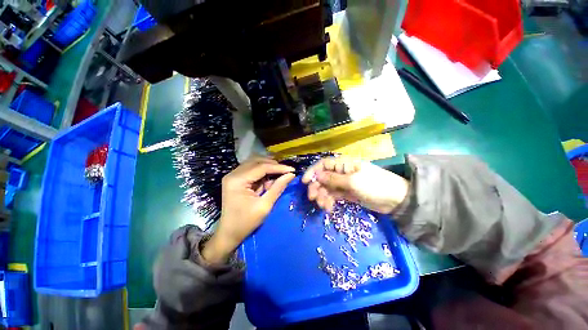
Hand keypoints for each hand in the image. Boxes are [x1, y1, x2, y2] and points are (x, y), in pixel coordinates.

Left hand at [202, 156, 295, 262]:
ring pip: (254, 163)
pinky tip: (269, 180)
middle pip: (257, 161)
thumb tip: (291, 175)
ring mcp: (233, 175)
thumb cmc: (246, 222)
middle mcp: (233, 174)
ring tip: (279, 175)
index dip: (278, 167)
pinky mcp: (235, 179)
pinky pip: (251, 170)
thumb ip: (278, 188)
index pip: (261, 167)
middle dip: (273, 165)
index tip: (292, 169)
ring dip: (268, 167)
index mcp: (237, 180)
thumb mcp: (264, 206)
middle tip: (286, 171)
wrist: (229, 233)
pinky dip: (262, 173)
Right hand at [302, 157, 408, 213]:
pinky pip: (332, 196)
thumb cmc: (375, 185)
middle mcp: (341, 172)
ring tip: (324, 206)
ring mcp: (343, 183)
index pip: (323, 164)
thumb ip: (333, 179)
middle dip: (316, 187)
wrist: (396, 200)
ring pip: (326, 188)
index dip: (312, 171)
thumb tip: (317, 176)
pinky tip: (329, 208)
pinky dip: (329, 201)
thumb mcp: (353, 181)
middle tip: (313, 198)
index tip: (304, 182)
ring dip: (322, 196)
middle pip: (322, 177)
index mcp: (343, 164)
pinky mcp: (346, 193)